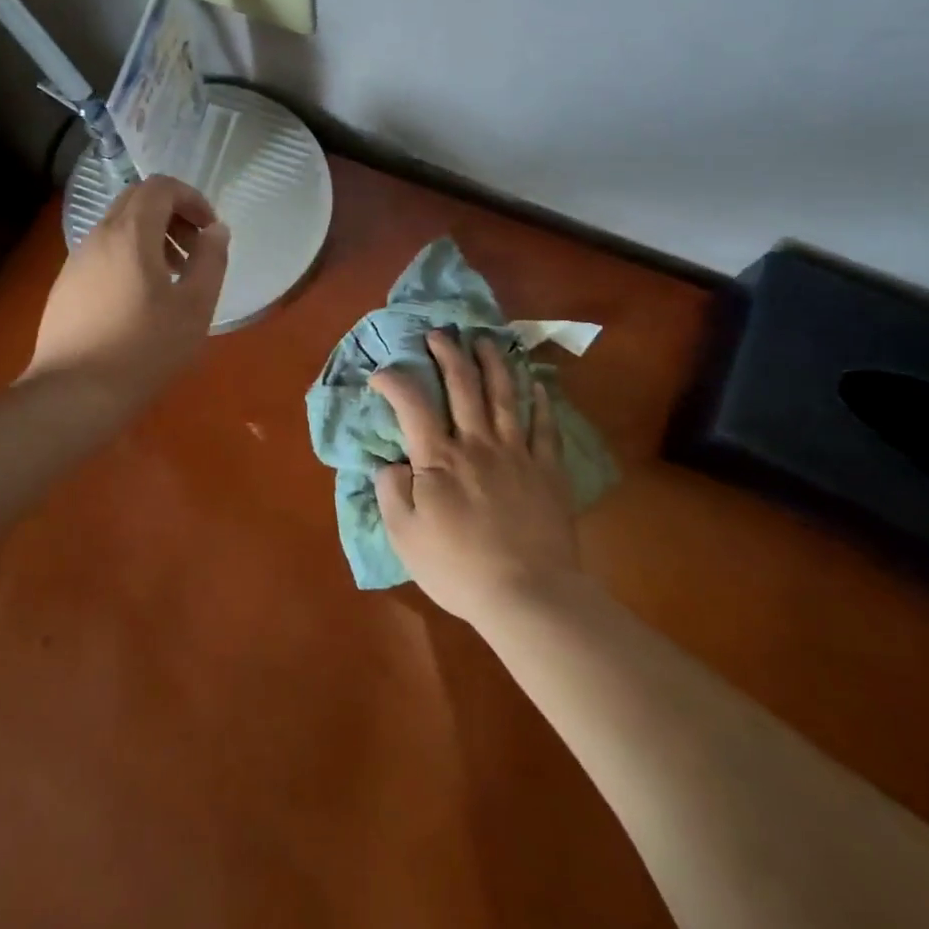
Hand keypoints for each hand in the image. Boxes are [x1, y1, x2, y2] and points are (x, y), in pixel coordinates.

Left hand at [24, 175, 229, 403]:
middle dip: (172, 215)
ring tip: (172, 280)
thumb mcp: (194, 306)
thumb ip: (211, 260)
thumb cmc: (144, 349)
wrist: (73, 394)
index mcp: (131, 233)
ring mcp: (77, 260)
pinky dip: (129, 257)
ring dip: (151, 238)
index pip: (160, 186)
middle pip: (137, 201)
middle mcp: (98, 236)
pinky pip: (103, 253)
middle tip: (194, 251)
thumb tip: (216, 230)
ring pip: (118, 227)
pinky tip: (140, 301)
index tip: (209, 230)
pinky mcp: (65, 286)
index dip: (191, 198)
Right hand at [372, 331, 581, 626]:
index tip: (381, 374)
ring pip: (504, 395)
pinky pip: (544, 427)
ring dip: (493, 362)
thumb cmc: (458, 568)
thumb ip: (391, 492)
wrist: (528, 595)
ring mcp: (516, 453)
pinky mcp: (547, 470)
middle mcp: (477, 443)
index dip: (394, 381)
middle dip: (448, 353)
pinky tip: (536, 385)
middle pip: (463, 385)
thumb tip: (390, 463)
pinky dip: (540, 402)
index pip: (412, 404)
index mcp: (439, 458)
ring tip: (485, 340)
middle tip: (440, 333)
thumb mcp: (405, 537)